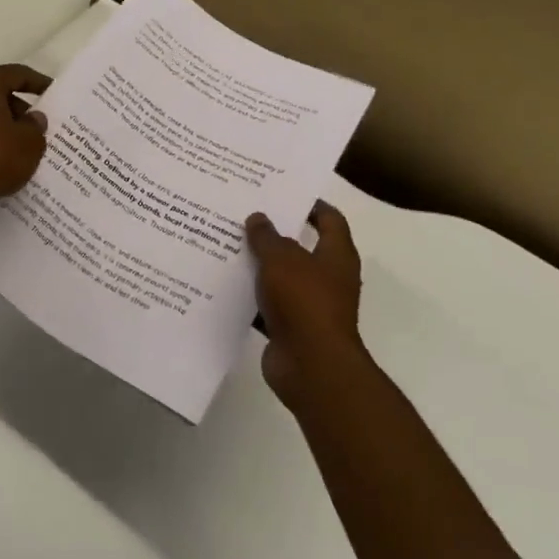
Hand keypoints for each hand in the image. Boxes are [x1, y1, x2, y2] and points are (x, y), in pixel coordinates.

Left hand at [0, 64, 51, 226]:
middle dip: (19, 109)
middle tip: (38, 127)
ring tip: (22, 147)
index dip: (37, 82)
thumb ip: (36, 126)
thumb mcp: (30, 143)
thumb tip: (32, 118)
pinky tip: (1, 160)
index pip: (16, 74)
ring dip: (2, 127)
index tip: (52, 94)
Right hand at [245, 201, 366, 409]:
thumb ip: (267, 236)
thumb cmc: (304, 302)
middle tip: (244, 214)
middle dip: (274, 233)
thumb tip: (258, 218)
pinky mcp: (290, 327)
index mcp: (336, 256)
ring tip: (226, 244)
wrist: (311, 366)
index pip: (330, 220)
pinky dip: (249, 296)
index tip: (283, 192)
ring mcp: (309, 305)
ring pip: (280, 277)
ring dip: (258, 265)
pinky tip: (222, 284)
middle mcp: (327, 278)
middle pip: (300, 247)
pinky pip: (267, 305)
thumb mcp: (281, 259)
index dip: (311, 204)